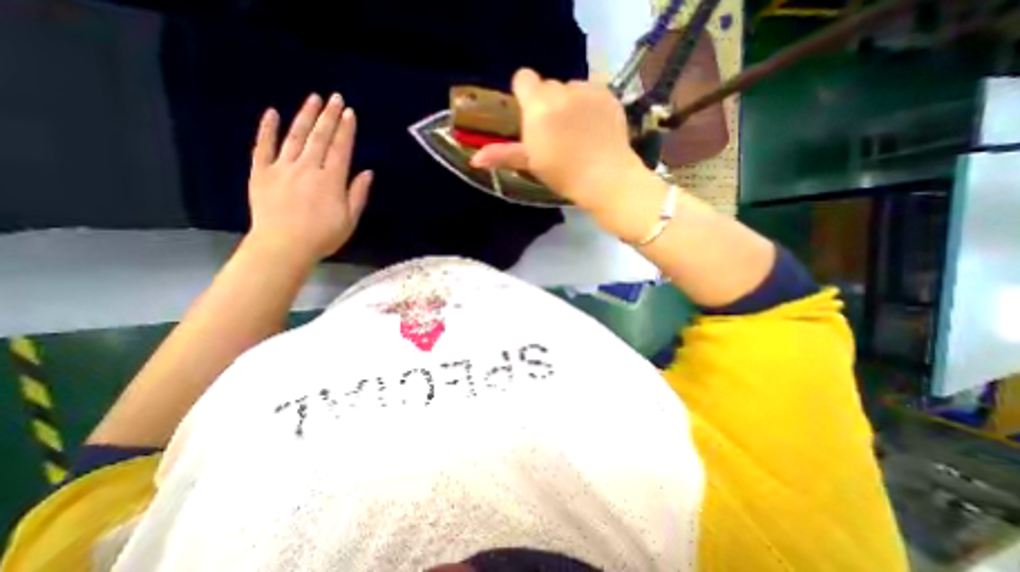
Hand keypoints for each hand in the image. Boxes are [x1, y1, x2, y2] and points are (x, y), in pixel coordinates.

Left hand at [246, 91, 373, 262]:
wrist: (283, 246)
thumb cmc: (323, 236)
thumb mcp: (350, 219)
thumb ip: (358, 194)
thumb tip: (367, 172)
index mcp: (331, 180)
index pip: (340, 149)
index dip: (346, 130)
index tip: (350, 113)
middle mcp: (308, 168)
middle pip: (319, 137)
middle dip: (329, 116)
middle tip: (335, 97)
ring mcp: (282, 167)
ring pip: (295, 136)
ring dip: (305, 116)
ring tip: (313, 99)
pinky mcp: (261, 172)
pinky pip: (263, 146)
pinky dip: (267, 129)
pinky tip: (271, 112)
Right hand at [470, 66, 644, 214]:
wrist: (605, 178)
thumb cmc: (563, 174)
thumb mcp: (531, 164)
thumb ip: (503, 154)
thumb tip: (474, 159)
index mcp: (538, 107)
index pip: (523, 78)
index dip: (524, 95)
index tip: (530, 117)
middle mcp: (561, 91)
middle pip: (547, 86)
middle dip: (546, 104)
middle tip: (554, 133)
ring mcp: (587, 90)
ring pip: (570, 88)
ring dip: (568, 103)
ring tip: (576, 132)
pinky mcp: (608, 93)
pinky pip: (591, 91)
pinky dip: (589, 104)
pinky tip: (593, 127)